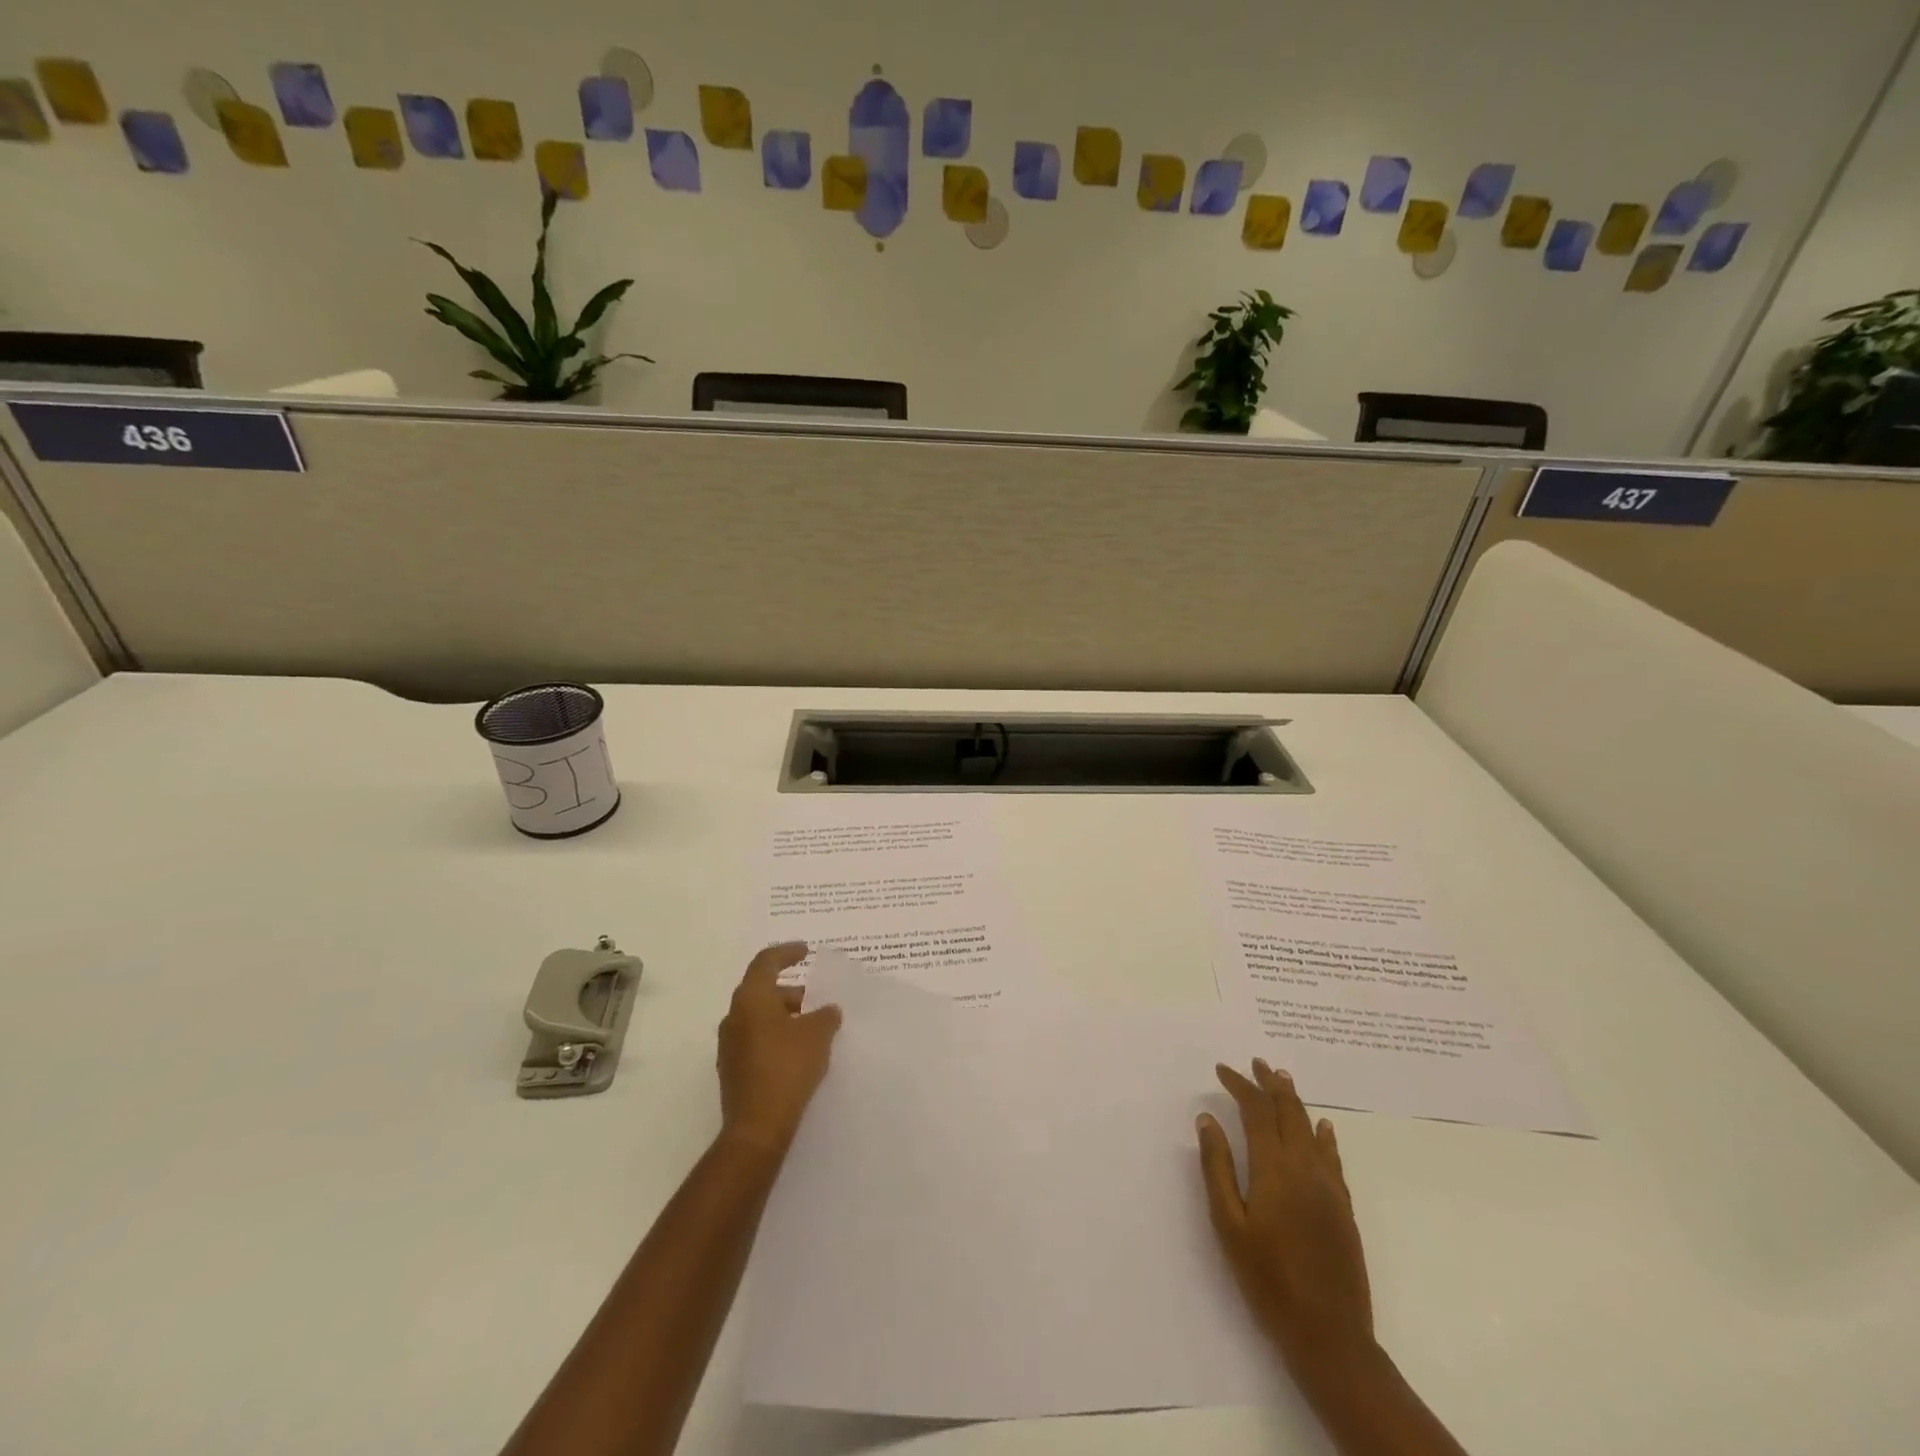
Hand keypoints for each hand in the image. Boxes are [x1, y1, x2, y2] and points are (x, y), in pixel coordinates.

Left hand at [716, 943, 842, 1154]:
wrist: (757, 1127)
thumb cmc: (787, 1067)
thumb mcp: (817, 1035)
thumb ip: (826, 1015)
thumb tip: (827, 1010)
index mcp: (751, 999)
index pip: (766, 962)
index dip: (786, 952)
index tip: (805, 951)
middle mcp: (734, 1017)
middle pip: (762, 991)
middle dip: (791, 991)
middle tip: (815, 998)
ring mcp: (729, 1045)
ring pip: (759, 1017)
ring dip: (784, 1016)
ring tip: (812, 1027)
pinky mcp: (733, 1069)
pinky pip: (757, 1040)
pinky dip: (776, 1036)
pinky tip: (798, 1051)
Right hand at [1198, 1059, 1373, 1374]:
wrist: (1329, 1335)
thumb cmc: (1267, 1279)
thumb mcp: (1228, 1224)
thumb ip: (1217, 1168)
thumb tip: (1208, 1119)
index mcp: (1274, 1168)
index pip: (1256, 1111)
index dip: (1239, 1085)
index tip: (1222, 1069)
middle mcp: (1305, 1167)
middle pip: (1288, 1112)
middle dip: (1270, 1084)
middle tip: (1256, 1062)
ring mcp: (1329, 1187)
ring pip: (1311, 1128)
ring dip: (1295, 1101)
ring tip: (1283, 1080)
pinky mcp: (1344, 1207)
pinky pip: (1333, 1157)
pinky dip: (1324, 1135)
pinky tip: (1324, 1127)